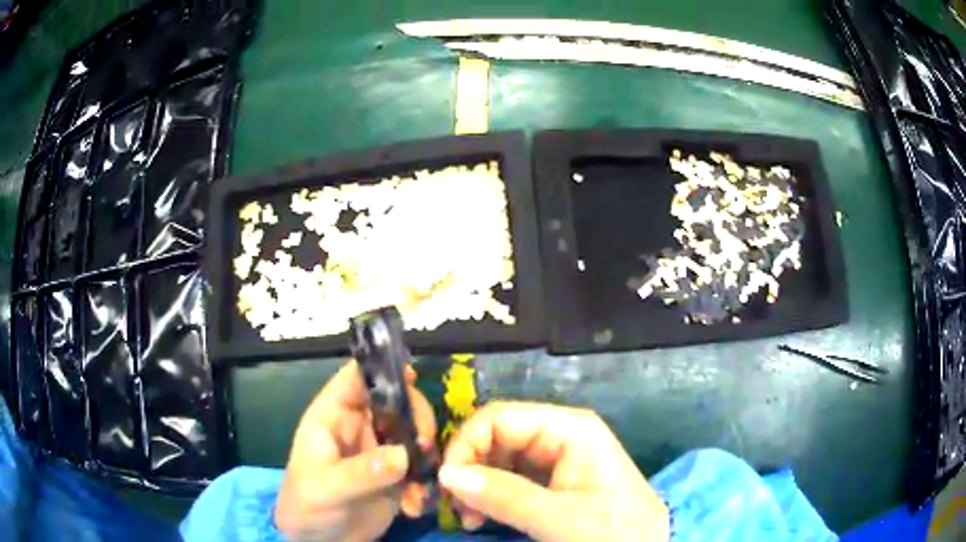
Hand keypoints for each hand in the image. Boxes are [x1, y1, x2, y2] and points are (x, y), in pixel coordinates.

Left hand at [275, 360, 436, 540]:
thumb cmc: (307, 506)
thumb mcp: (327, 488)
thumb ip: (361, 471)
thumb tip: (403, 454)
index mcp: (333, 417)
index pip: (354, 379)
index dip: (380, 369)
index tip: (412, 374)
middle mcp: (359, 428)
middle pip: (395, 402)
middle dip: (416, 417)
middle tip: (424, 443)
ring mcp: (380, 452)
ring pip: (413, 433)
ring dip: (426, 453)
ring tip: (423, 480)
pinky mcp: (396, 476)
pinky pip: (420, 467)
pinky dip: (425, 482)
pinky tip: (416, 504)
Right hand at [439, 401, 669, 541]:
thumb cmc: (613, 533)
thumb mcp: (560, 519)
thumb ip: (504, 496)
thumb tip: (446, 474)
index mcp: (571, 428)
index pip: (499, 417)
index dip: (466, 445)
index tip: (447, 484)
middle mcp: (562, 433)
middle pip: (497, 436)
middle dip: (470, 469)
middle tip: (458, 509)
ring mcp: (559, 457)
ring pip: (499, 457)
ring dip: (476, 485)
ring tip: (470, 519)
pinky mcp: (555, 479)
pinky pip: (510, 477)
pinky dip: (490, 496)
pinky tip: (483, 518)